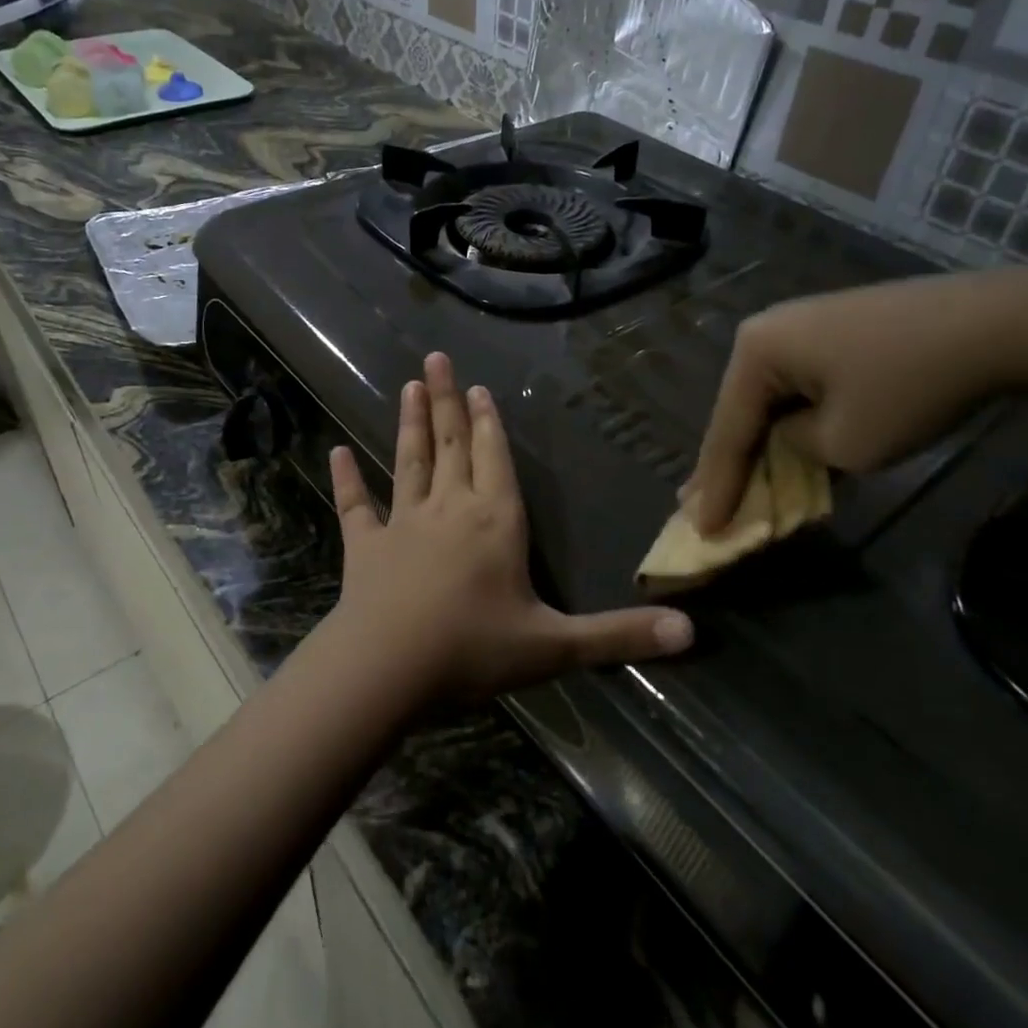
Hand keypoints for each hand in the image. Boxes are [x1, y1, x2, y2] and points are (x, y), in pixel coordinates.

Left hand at [327, 352, 692, 702]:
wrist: (387, 669)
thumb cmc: (473, 650)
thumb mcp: (554, 647)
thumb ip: (619, 636)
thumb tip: (691, 634)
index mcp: (495, 522)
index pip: (495, 459)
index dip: (490, 423)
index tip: (481, 388)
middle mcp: (450, 510)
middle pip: (452, 445)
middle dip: (450, 401)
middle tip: (437, 359)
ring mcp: (403, 524)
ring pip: (409, 462)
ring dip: (411, 423)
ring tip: (410, 386)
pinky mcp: (365, 547)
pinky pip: (356, 506)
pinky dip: (347, 479)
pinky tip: (336, 452)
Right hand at [682, 272, 1027, 532]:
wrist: (1000, 324)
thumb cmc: (910, 387)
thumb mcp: (844, 443)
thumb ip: (796, 450)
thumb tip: (794, 438)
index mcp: (756, 351)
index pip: (728, 432)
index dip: (715, 487)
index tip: (701, 530)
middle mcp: (767, 331)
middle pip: (740, 412)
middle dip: (727, 463)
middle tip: (700, 508)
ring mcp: (800, 327)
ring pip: (769, 400)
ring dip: (760, 443)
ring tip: (732, 483)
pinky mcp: (832, 332)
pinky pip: (797, 387)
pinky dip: (791, 422)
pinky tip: (780, 447)